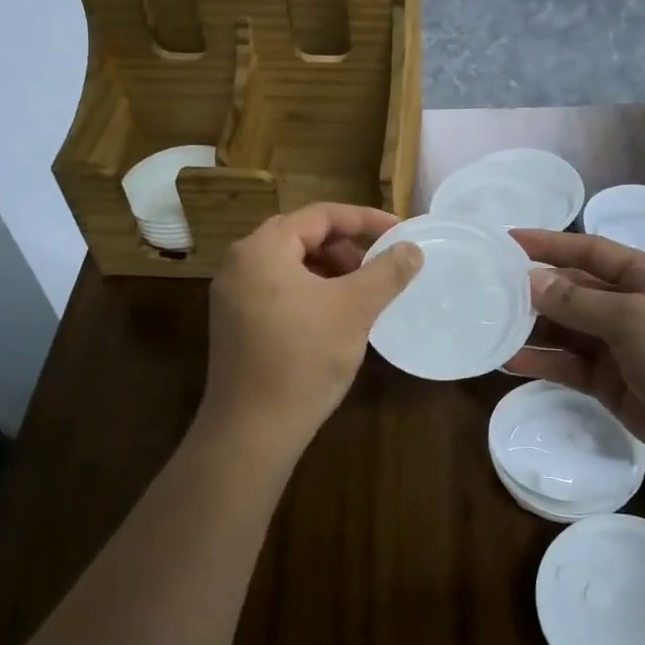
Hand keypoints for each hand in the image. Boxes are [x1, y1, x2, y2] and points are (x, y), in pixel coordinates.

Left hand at [200, 204, 421, 458]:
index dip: (365, 220)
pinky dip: (309, 291)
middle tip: (378, 264)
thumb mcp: (354, 309)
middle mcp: (239, 263)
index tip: (399, 233)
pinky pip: (276, 289)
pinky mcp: (234, 323)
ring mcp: (231, 295)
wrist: (253, 429)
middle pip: (300, 236)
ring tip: (359, 292)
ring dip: (327, 269)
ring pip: (288, 265)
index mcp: (262, 249)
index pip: (320, 215)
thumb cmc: (304, 359)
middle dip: (345, 246)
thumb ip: (387, 272)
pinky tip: (333, 316)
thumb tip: (412, 249)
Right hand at [505, 230, 644, 472]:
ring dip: (531, 328)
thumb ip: (580, 302)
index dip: (549, 243)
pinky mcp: (610, 384)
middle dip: (533, 290)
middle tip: (486, 289)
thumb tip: (532, 280)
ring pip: (565, 330)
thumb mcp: (636, 320)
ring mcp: (619, 347)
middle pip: (572, 290)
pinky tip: (509, 362)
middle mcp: (629, 307)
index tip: (507, 240)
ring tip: (488, 326)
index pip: (589, 251)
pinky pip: (568, 366)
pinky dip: (541, 363)